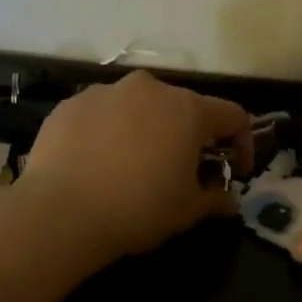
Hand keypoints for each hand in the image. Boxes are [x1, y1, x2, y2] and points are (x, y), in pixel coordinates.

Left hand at [17, 71, 251, 264]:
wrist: (60, 212)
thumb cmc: (137, 209)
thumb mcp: (186, 211)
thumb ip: (214, 198)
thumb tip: (228, 200)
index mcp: (187, 110)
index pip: (232, 116)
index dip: (241, 143)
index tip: (234, 171)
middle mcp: (149, 88)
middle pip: (183, 107)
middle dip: (189, 136)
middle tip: (181, 170)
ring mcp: (106, 91)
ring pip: (139, 107)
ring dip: (147, 130)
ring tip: (133, 166)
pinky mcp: (71, 103)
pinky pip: (102, 114)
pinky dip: (109, 132)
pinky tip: (97, 163)